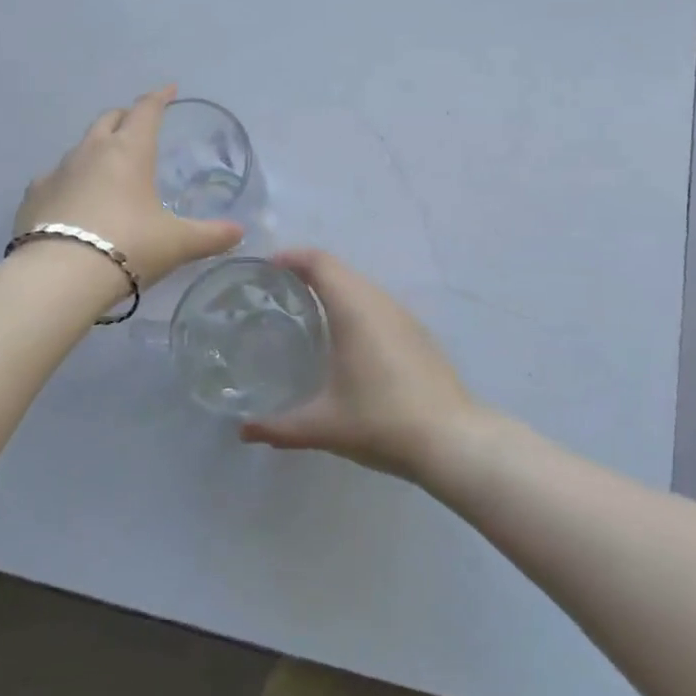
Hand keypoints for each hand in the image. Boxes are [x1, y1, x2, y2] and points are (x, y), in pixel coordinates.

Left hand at [14, 86, 242, 288]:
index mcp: (129, 151)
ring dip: (96, 150)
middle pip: (109, 120)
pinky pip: (54, 178)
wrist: (58, 277)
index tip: (169, 89)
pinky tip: (73, 201)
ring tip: (108, 170)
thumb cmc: (128, 246)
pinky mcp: (32, 198)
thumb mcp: (177, 243)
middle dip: (126, 117)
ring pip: (80, 148)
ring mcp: (56, 172)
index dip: (159, 98)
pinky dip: (69, 181)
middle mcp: (91, 152)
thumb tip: (239, 233)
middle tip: (139, 125)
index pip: (146, 111)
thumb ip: (210, 235)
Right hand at [240, 250, 483, 483]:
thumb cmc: (381, 422)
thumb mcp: (324, 426)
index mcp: (354, 309)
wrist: (451, 438)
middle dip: (307, 271)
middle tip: (277, 291)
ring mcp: (403, 315)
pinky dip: (355, 305)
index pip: (320, 262)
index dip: (292, 257)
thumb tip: (244, 430)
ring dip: (333, 288)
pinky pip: (378, 304)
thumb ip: (279, 427)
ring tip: (306, 311)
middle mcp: (379, 302)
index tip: (265, 268)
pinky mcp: (417, 332)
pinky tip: (346, 338)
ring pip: (362, 286)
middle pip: (339, 269)